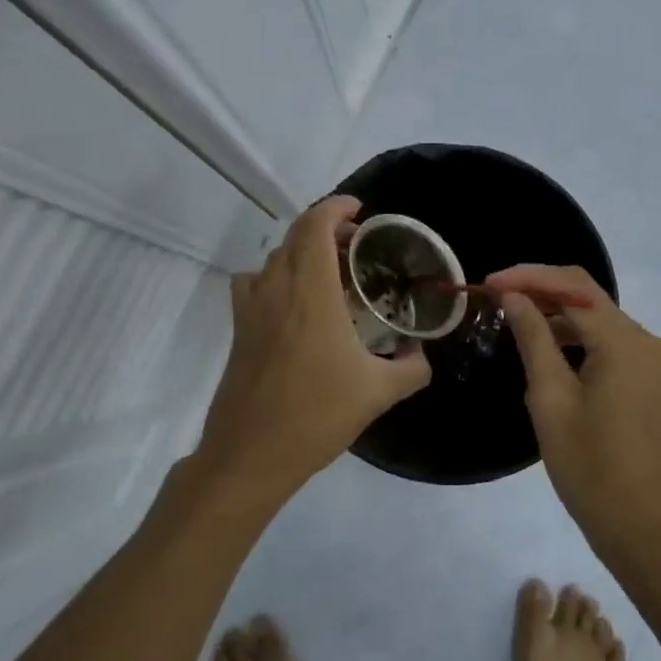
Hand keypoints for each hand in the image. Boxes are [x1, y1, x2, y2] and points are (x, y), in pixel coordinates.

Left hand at [193, 196, 430, 499]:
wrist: (251, 454)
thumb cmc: (317, 415)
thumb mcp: (379, 393)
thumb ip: (412, 368)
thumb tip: (423, 355)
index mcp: (311, 292)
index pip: (315, 226)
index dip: (336, 207)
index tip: (360, 210)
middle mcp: (276, 289)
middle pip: (294, 236)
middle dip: (325, 229)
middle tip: (357, 245)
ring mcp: (251, 309)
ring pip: (273, 259)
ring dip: (301, 253)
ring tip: (329, 274)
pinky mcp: (238, 330)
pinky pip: (254, 284)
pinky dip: (275, 278)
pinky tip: (294, 306)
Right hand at [487, 264, 660, 557]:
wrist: (648, 532)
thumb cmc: (591, 470)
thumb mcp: (551, 401)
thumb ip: (534, 339)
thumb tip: (514, 297)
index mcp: (628, 343)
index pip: (573, 288)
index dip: (528, 278)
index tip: (488, 284)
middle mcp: (652, 343)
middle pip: (591, 300)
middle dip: (543, 294)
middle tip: (496, 299)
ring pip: (603, 324)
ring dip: (561, 319)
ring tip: (515, 325)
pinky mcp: (660, 384)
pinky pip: (616, 348)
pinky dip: (582, 343)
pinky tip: (552, 354)